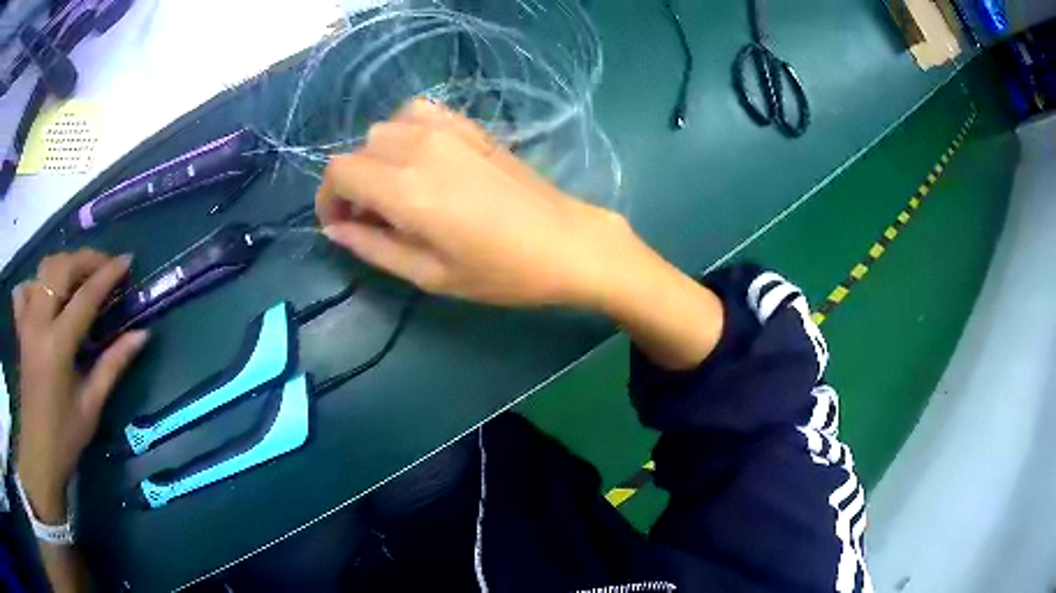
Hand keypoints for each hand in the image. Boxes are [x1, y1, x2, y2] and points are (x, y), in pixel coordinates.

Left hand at [12, 250, 148, 523]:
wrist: (39, 452)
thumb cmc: (66, 436)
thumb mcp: (92, 405)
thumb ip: (113, 364)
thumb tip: (142, 335)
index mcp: (57, 345)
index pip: (85, 297)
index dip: (108, 275)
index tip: (127, 260)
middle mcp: (38, 323)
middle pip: (61, 268)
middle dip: (85, 259)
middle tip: (105, 267)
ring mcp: (26, 321)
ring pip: (44, 270)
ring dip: (64, 265)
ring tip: (80, 277)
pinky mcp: (20, 327)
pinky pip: (25, 288)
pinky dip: (37, 283)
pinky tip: (46, 295)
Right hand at [316, 98, 633, 308]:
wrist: (565, 241)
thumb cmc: (500, 271)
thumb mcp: (429, 275)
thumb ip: (373, 247)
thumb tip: (335, 228)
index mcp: (406, 188)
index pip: (339, 172)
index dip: (328, 198)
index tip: (340, 223)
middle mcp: (420, 147)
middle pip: (358, 149)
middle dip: (352, 183)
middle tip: (372, 217)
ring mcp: (448, 128)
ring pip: (384, 128)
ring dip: (377, 157)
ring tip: (397, 189)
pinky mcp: (470, 124)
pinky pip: (417, 112)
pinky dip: (405, 132)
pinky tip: (422, 159)